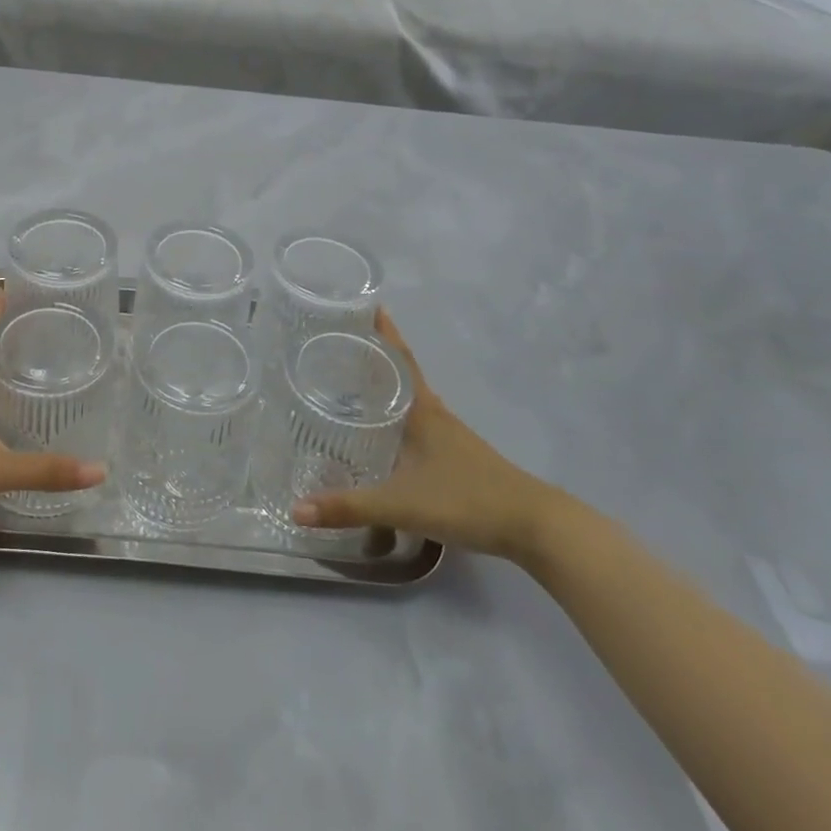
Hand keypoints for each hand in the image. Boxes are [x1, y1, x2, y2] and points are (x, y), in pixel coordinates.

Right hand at [293, 309, 561, 559]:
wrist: (534, 526)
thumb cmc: (467, 500)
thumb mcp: (402, 504)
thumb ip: (349, 507)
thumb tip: (295, 509)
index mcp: (422, 411)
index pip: (398, 358)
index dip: (383, 331)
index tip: (364, 303)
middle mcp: (435, 415)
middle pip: (402, 374)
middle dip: (375, 356)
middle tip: (341, 342)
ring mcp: (450, 436)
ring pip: (412, 400)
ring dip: (388, 387)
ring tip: (355, 383)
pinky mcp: (459, 458)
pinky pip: (420, 424)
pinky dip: (400, 417)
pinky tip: (388, 435)